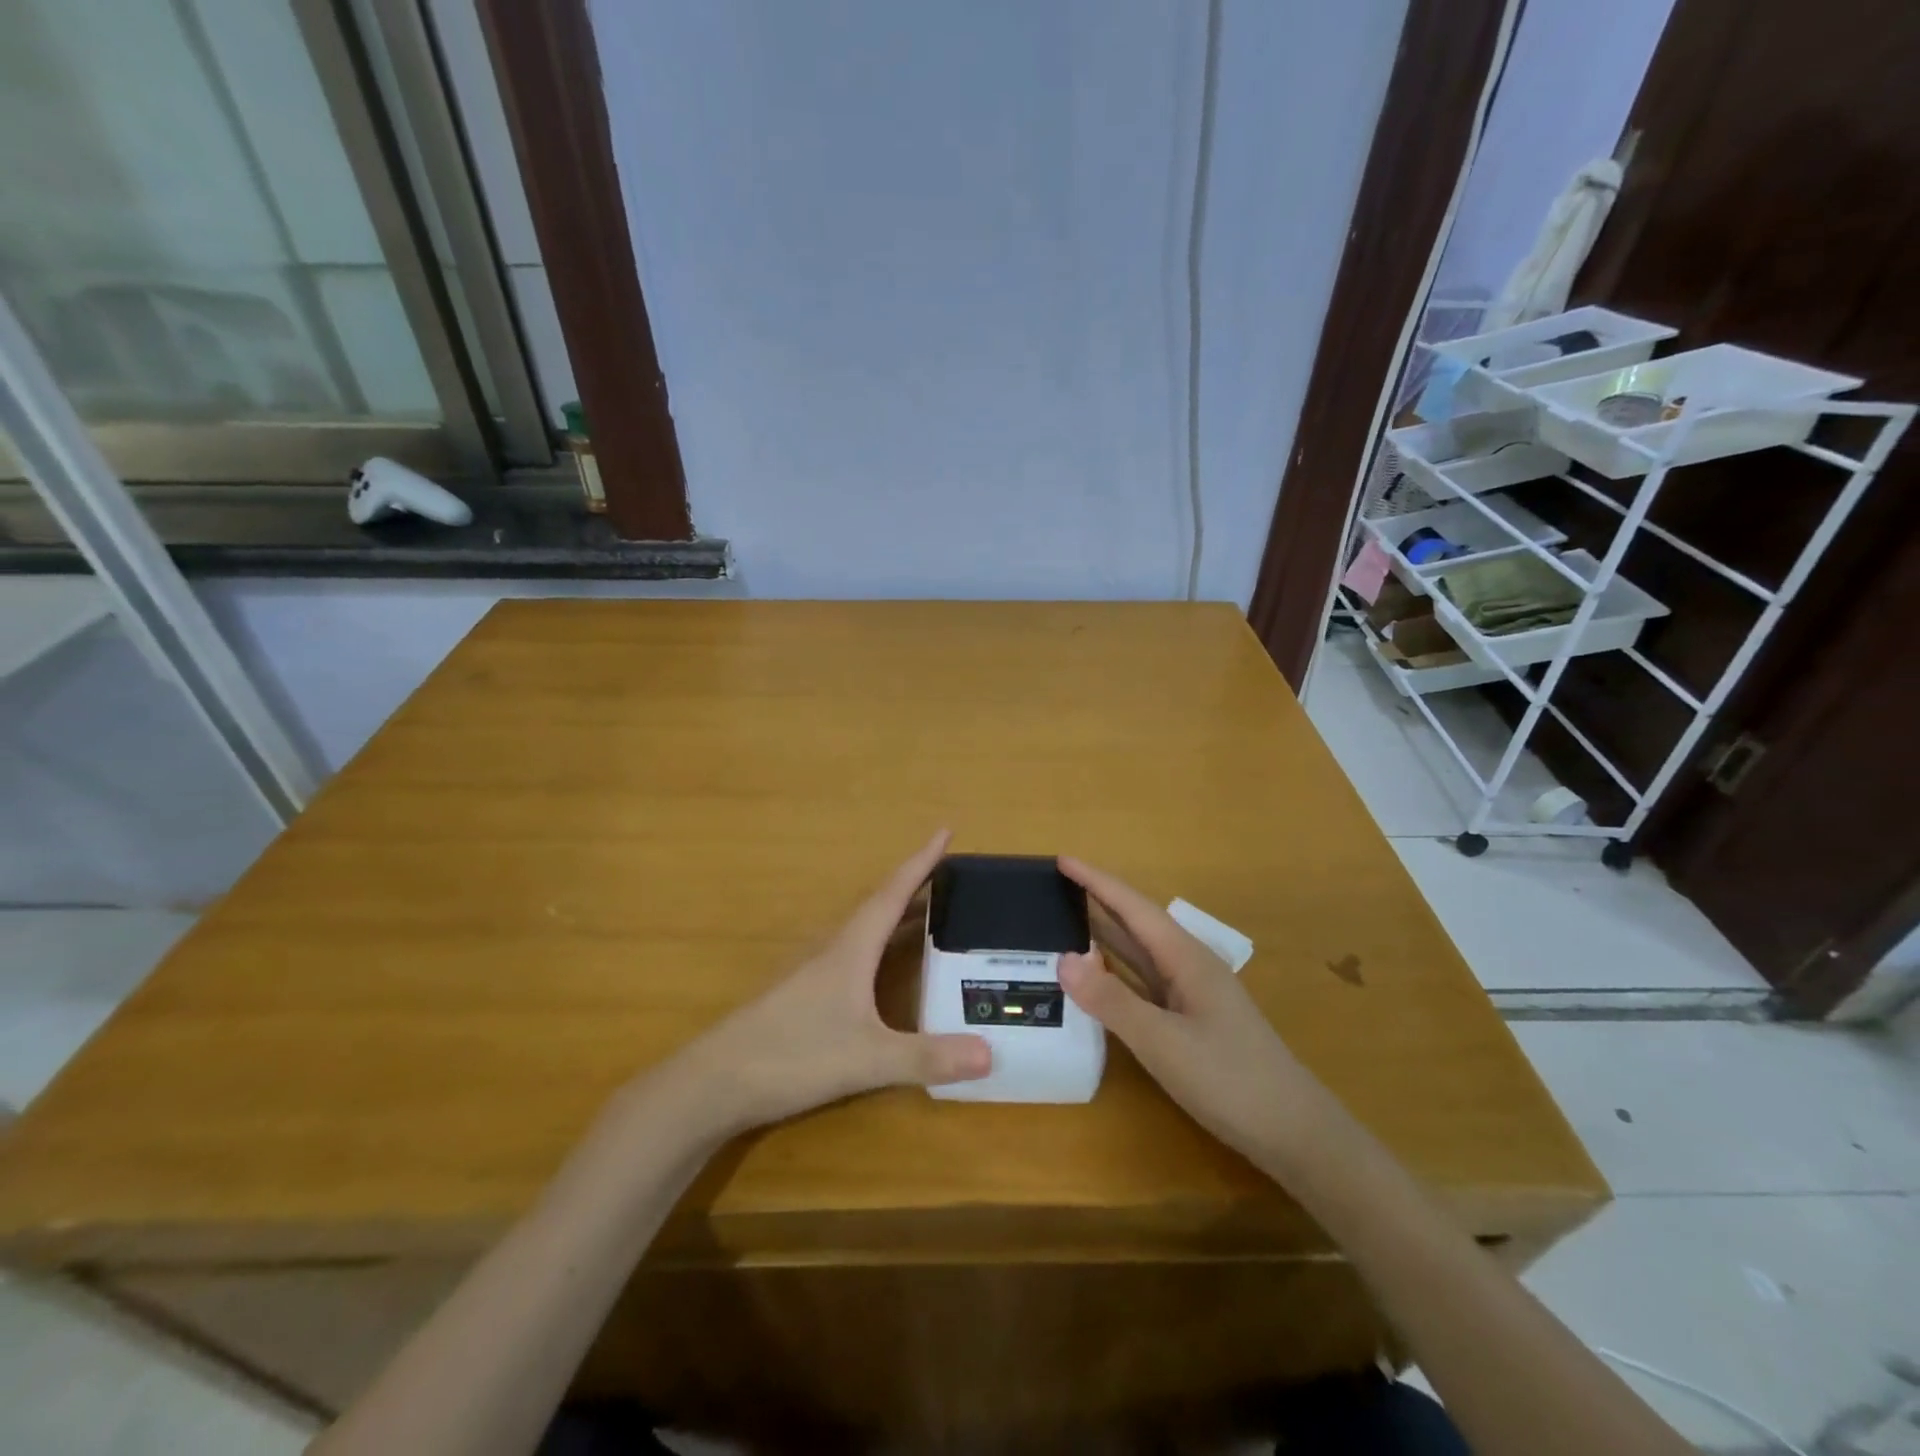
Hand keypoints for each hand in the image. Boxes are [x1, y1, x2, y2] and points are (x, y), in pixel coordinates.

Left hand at [657, 831, 991, 1137]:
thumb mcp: (865, 1058)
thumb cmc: (791, 1055)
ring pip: (865, 931)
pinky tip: (886, 970)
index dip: (921, 862)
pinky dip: (881, 947)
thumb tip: (991, 1054)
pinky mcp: (804, 997)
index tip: (946, 830)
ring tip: (929, 914)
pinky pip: (854, 956)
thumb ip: (926, 1056)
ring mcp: (815, 974)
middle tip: (951, 876)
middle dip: (916, 886)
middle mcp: (833, 950)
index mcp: (851, 949)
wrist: (714, 1082)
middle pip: (881, 906)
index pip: (893, 893)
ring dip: (897, 915)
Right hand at [1056, 857, 1324, 1165]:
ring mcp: (1190, 994)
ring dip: (1103, 936)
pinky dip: (1114, 973)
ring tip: (1063, 922)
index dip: (1095, 882)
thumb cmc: (1230, 1080)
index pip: (1132, 907)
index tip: (1061, 859)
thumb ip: (1111, 1000)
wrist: (1295, 1133)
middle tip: (1051, 888)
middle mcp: (1187, 966)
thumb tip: (1062, 958)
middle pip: (1134, 924)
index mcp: (1185, 957)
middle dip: (1096, 901)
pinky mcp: (1189, 1021)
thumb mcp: (1163, 1042)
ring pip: (1138, 954)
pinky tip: (1096, 979)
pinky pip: (1142, 982)